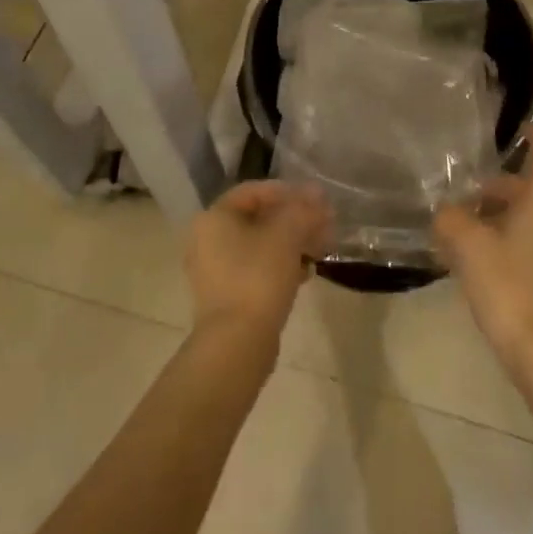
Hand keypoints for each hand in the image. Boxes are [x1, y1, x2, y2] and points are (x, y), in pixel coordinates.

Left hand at [186, 181, 327, 345]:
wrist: (237, 342)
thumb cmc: (258, 276)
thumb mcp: (286, 235)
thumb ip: (302, 209)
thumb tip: (316, 193)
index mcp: (215, 217)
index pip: (254, 191)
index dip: (288, 191)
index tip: (316, 201)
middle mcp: (208, 239)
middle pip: (258, 218)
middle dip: (294, 219)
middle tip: (324, 225)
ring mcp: (215, 270)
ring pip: (260, 245)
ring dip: (292, 242)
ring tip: (320, 249)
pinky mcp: (227, 295)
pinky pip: (257, 269)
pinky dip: (280, 265)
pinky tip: (306, 273)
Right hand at [433, 125, 532, 373]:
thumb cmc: (508, 285)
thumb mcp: (469, 245)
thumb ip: (451, 219)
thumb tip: (446, 211)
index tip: (522, 128)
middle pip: (532, 191)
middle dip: (499, 186)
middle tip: (466, 190)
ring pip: (527, 219)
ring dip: (497, 215)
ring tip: (460, 225)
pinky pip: (525, 243)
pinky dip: (501, 239)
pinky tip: (472, 257)